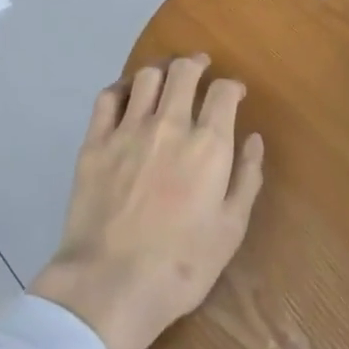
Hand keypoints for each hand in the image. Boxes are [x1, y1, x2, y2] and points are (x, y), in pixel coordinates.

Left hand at [33, 56, 265, 348]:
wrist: (111, 283)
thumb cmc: (181, 265)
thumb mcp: (231, 229)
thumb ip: (246, 178)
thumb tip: (254, 139)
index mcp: (207, 145)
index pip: (222, 92)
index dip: (231, 86)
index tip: (234, 93)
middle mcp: (169, 124)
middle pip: (183, 71)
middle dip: (196, 64)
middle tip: (199, 68)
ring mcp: (128, 129)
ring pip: (147, 76)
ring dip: (161, 70)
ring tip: (166, 76)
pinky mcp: (95, 141)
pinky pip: (108, 97)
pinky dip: (122, 88)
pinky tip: (128, 96)